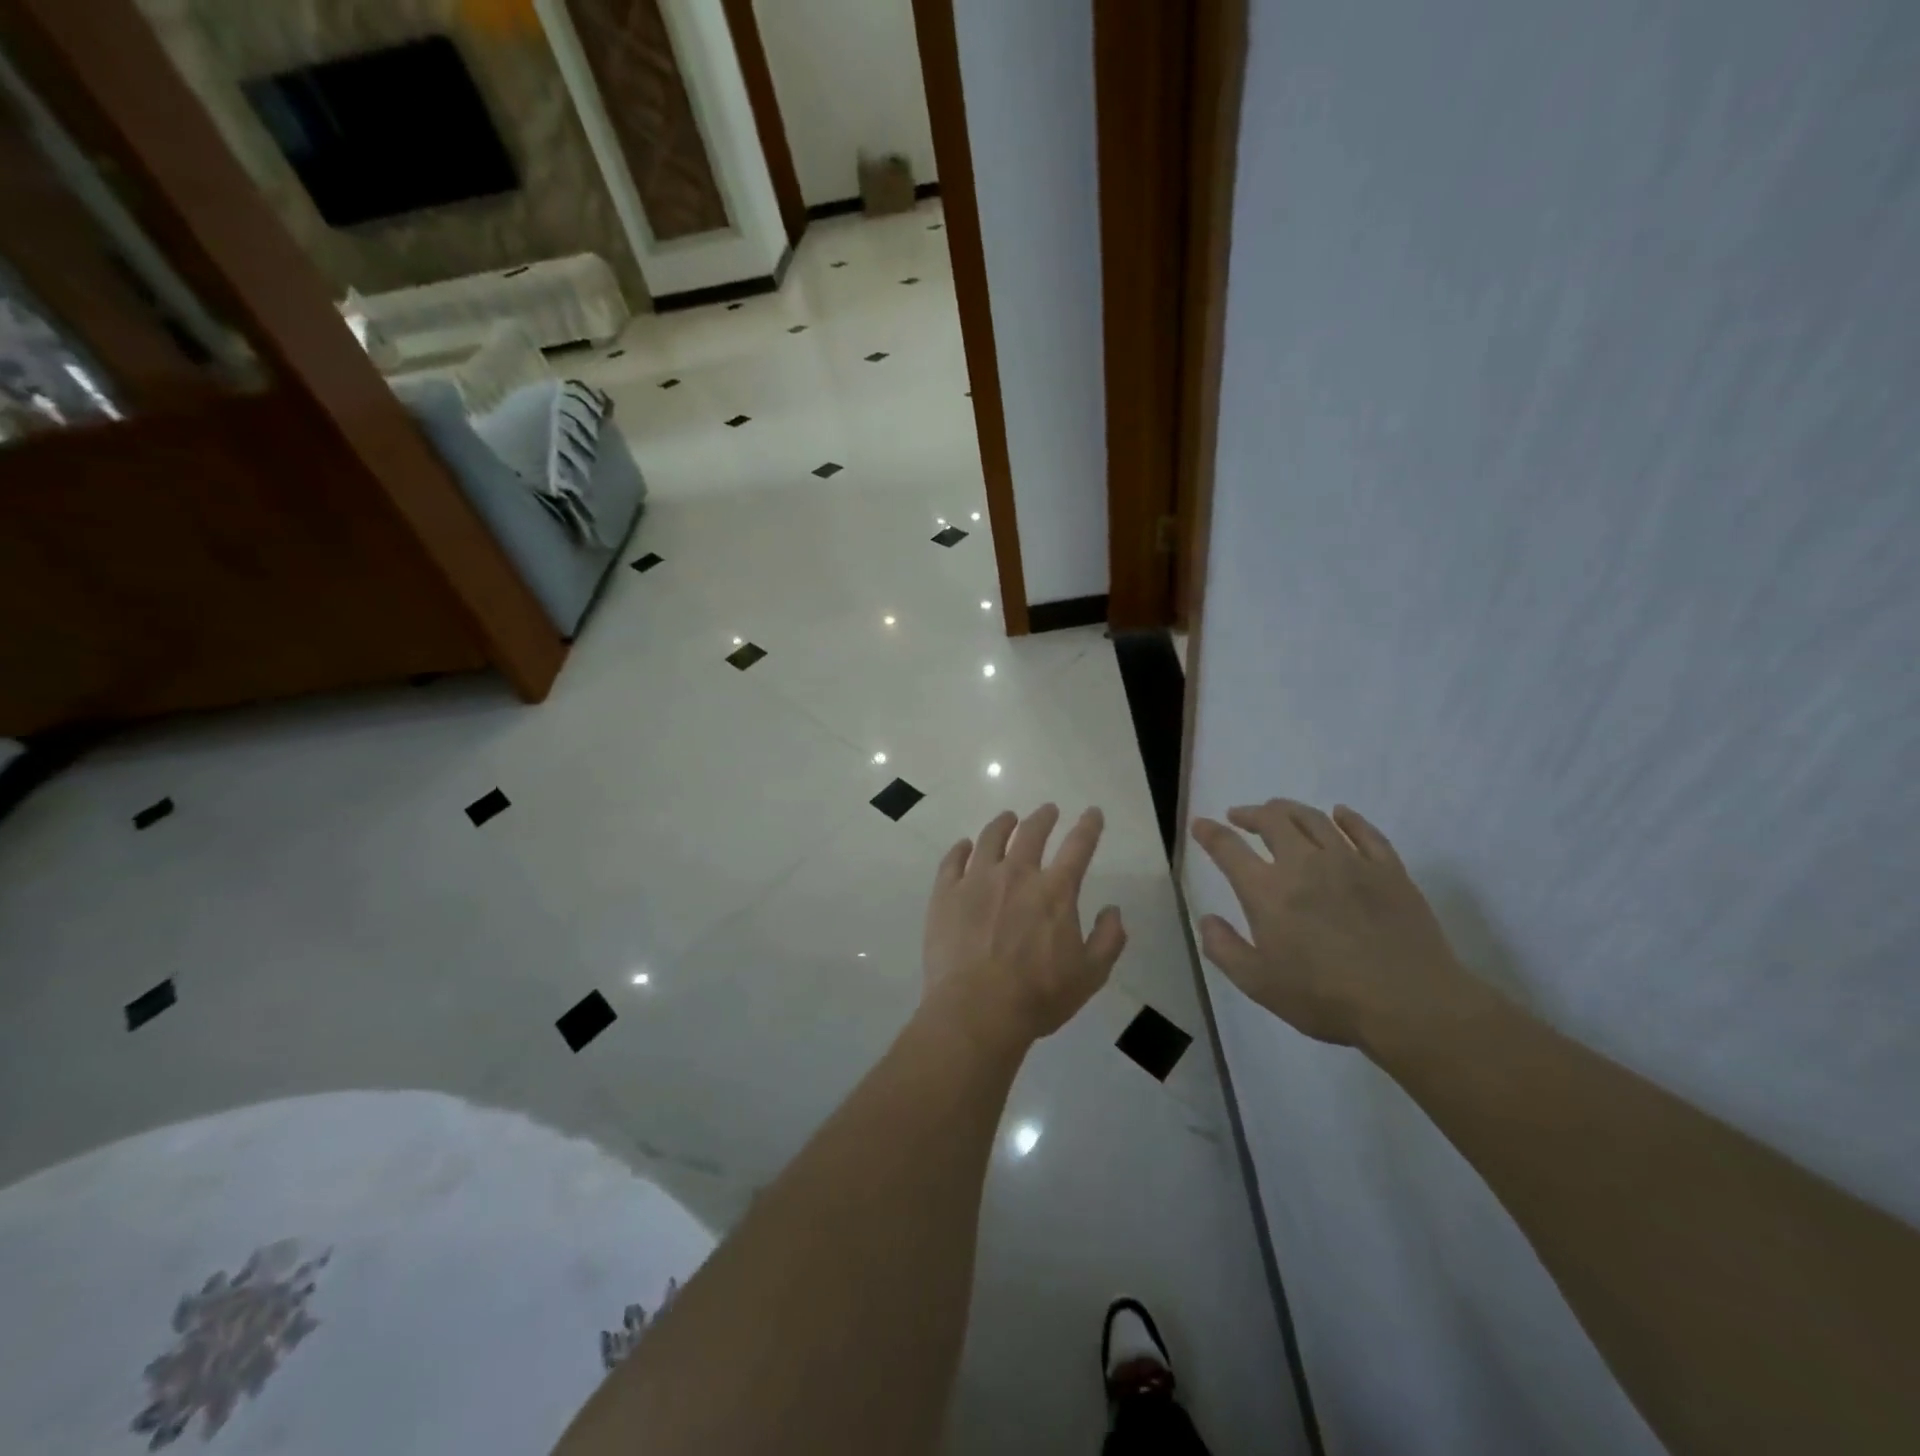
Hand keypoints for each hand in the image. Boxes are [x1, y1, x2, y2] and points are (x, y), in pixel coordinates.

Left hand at [921, 804, 1127, 1047]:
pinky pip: (952, 860)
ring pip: (990, 838)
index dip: (1089, 826)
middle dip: (1043, 817)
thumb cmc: (1038, 996)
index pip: (1078, 846)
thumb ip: (1108, 939)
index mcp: (1055, 891)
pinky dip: (961, 848)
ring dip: (1003, 823)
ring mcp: (977, 880)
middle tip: (1048, 810)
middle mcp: (1017, 874)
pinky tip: (964, 846)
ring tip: (1008, 818)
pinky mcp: (946, 893)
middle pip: (1031, 832)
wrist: (977, 1010)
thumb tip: (1114, 910)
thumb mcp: (1090, 975)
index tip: (1092, 812)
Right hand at [1190, 800, 1465, 1048]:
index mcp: (1267, 891)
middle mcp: (1304, 864)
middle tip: (1240, 816)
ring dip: (1290, 809)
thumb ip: (1224, 949)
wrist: (1410, 1005)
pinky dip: (1348, 817)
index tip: (1200, 824)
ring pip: (1314, 819)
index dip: (1210, 833)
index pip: (1228, 848)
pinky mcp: (1388, 869)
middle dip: (1250, 813)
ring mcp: (1350, 862)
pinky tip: (1340, 813)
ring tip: (1279, 811)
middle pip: (1272, 820)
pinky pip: (1364, 831)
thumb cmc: (1326, 998)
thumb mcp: (1259, 984)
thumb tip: (1207, 920)